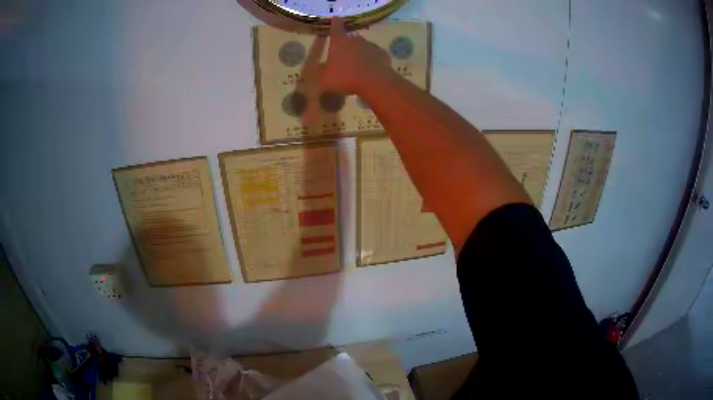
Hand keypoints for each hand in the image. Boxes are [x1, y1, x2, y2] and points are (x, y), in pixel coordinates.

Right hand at [322, 18, 393, 94]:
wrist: (374, 82)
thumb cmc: (345, 77)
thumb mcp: (326, 78)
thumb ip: (323, 71)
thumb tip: (323, 68)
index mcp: (339, 42)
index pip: (336, 28)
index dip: (335, 24)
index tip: (335, 18)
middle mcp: (355, 40)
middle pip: (350, 39)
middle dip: (347, 45)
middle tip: (345, 56)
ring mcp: (371, 46)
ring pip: (363, 47)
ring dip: (360, 53)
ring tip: (358, 66)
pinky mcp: (382, 54)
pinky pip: (375, 56)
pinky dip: (372, 60)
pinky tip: (370, 70)